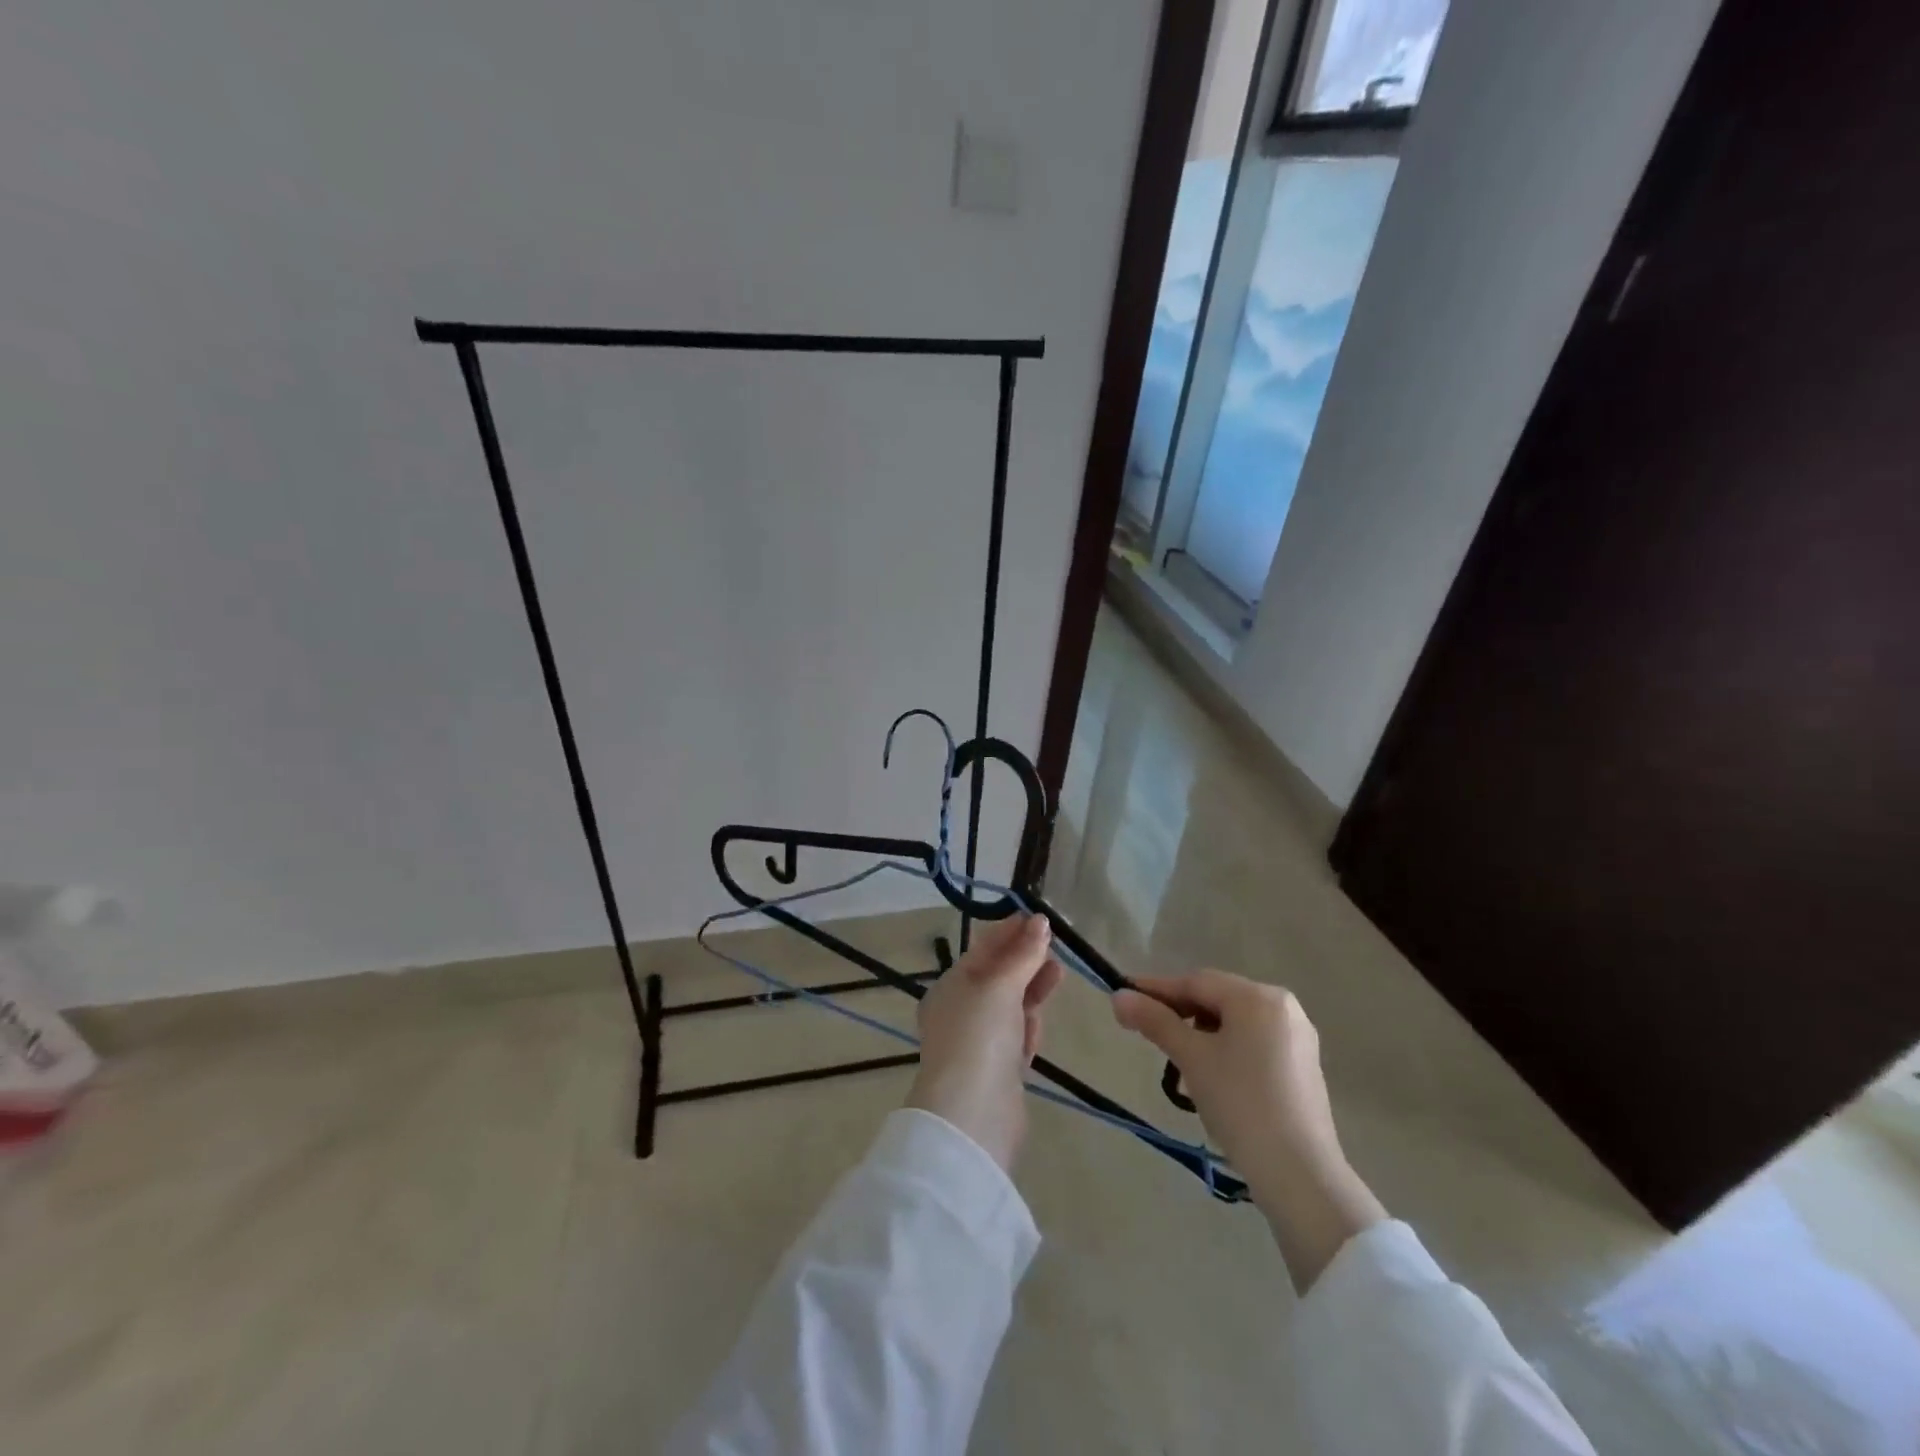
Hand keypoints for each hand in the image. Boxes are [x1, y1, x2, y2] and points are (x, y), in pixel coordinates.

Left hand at [906, 915, 1063, 1171]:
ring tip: (1059, 972)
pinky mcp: (999, 1070)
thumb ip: (1023, 955)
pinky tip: (1040, 1019)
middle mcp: (961, 1012)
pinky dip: (1028, 1025)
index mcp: (950, 987)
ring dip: (1032, 989)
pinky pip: (1016, 1036)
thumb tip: (1041, 922)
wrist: (973, 1116)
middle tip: (1054, 942)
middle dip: (1025, 959)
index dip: (1010, 932)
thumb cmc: (980, 1037)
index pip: (982, 950)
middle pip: (998, 977)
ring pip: (1010, 1006)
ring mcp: (980, 1042)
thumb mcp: (1000, 987)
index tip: (1040, 918)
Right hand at [1113, 969, 1385, 1292]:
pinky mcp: (1303, 1067)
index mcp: (1258, 997)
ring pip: (1235, 1023)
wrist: (1300, 1174)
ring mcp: (1297, 1037)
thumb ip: (1155, 1021)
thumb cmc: (1241, 1103)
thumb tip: (1118, 996)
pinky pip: (1254, 1043)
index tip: (1124, 997)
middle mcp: (1283, 1007)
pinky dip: (1227, 1051)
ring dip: (1202, 1035)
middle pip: (1217, 999)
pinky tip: (1212, 1078)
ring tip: (1179, 1063)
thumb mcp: (1191, 1058)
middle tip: (1148, 1033)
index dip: (1157, 990)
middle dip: (1180, 1014)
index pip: (1196, 983)